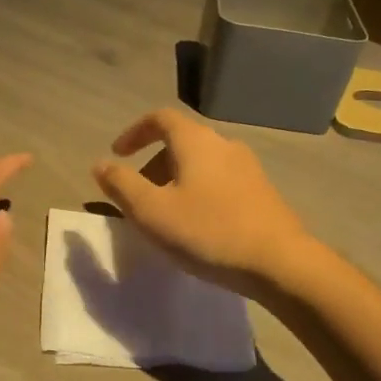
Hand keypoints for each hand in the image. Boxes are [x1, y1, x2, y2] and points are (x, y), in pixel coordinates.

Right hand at [93, 110, 312, 296]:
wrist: (279, 262)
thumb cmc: (208, 232)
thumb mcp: (152, 212)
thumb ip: (122, 185)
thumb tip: (100, 165)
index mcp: (196, 141)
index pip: (160, 118)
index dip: (134, 132)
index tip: (117, 155)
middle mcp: (224, 144)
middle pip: (181, 141)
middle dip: (153, 163)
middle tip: (138, 196)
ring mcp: (248, 167)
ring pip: (201, 163)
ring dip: (176, 180)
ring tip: (166, 216)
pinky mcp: (262, 191)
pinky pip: (220, 181)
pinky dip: (198, 192)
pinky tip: (198, 226)